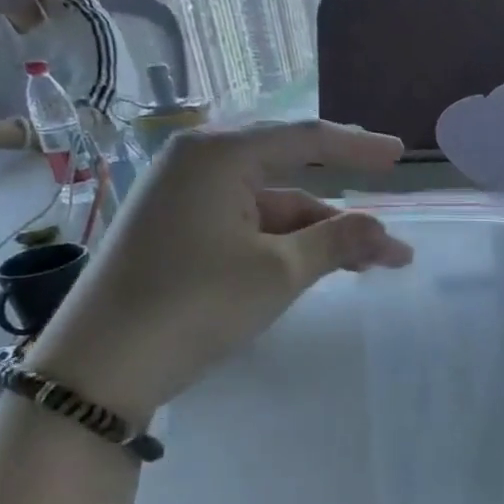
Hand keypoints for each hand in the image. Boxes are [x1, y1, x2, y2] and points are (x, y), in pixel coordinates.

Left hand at [29, 120, 412, 420]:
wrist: (102, 364)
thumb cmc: (196, 303)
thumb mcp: (279, 271)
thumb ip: (337, 241)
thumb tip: (383, 230)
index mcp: (218, 154)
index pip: (305, 138)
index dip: (358, 147)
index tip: (400, 154)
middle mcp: (197, 163)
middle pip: (290, 172)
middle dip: (344, 205)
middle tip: (386, 217)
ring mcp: (183, 198)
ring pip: (271, 206)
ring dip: (320, 232)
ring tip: (371, 263)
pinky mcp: (177, 232)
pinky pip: (247, 225)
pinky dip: (286, 243)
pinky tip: (319, 264)